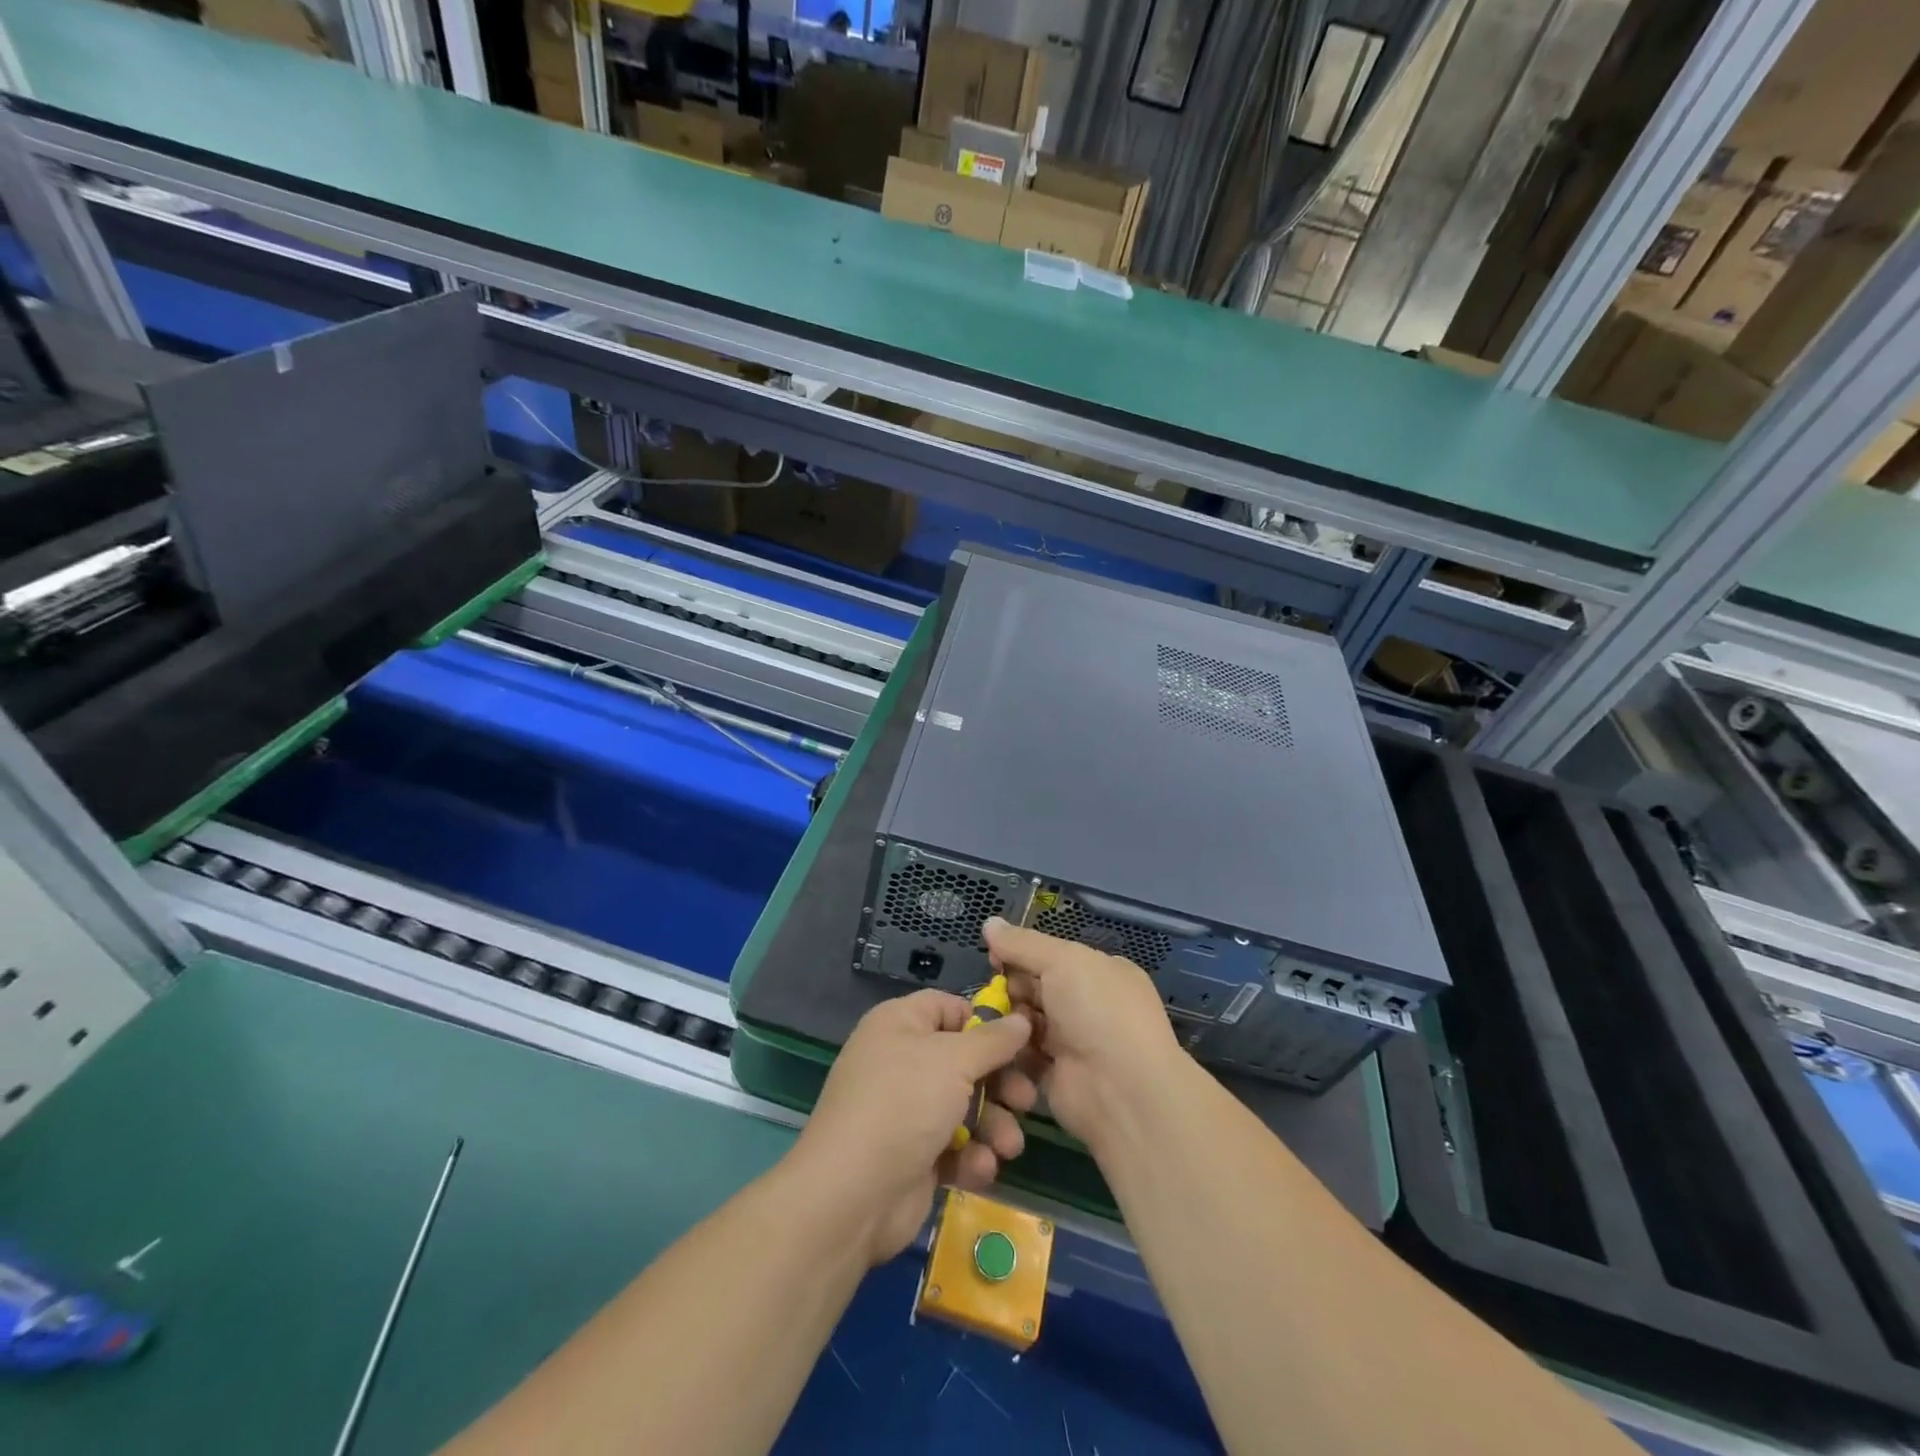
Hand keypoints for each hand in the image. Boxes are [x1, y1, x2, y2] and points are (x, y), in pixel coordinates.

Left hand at [791, 990, 1033, 1264]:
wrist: (851, 1195)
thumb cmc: (903, 1104)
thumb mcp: (954, 1060)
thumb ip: (993, 1041)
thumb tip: (1021, 1020)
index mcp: (900, 1024)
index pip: (948, 1008)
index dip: (984, 1022)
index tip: (1019, 1042)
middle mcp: (901, 1061)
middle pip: (964, 1060)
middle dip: (999, 1083)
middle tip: (1026, 1100)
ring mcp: (906, 1111)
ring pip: (964, 1107)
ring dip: (993, 1125)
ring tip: (1009, 1146)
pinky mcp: (913, 1156)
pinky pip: (953, 1146)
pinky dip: (971, 1156)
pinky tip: (980, 1169)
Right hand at [985, 917, 1184, 1152]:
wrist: (1121, 1090)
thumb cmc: (1097, 1011)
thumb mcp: (1063, 960)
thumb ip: (1022, 943)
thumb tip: (989, 922)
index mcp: (1098, 972)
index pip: (1051, 956)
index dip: (1020, 954)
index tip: (993, 958)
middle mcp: (1087, 1005)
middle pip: (1035, 987)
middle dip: (1010, 988)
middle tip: (992, 994)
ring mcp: (1072, 1042)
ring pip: (1025, 1021)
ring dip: (1008, 1020)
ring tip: (991, 1022)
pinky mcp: (1054, 1076)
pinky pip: (1022, 1055)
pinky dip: (1009, 1050)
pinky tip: (994, 1046)